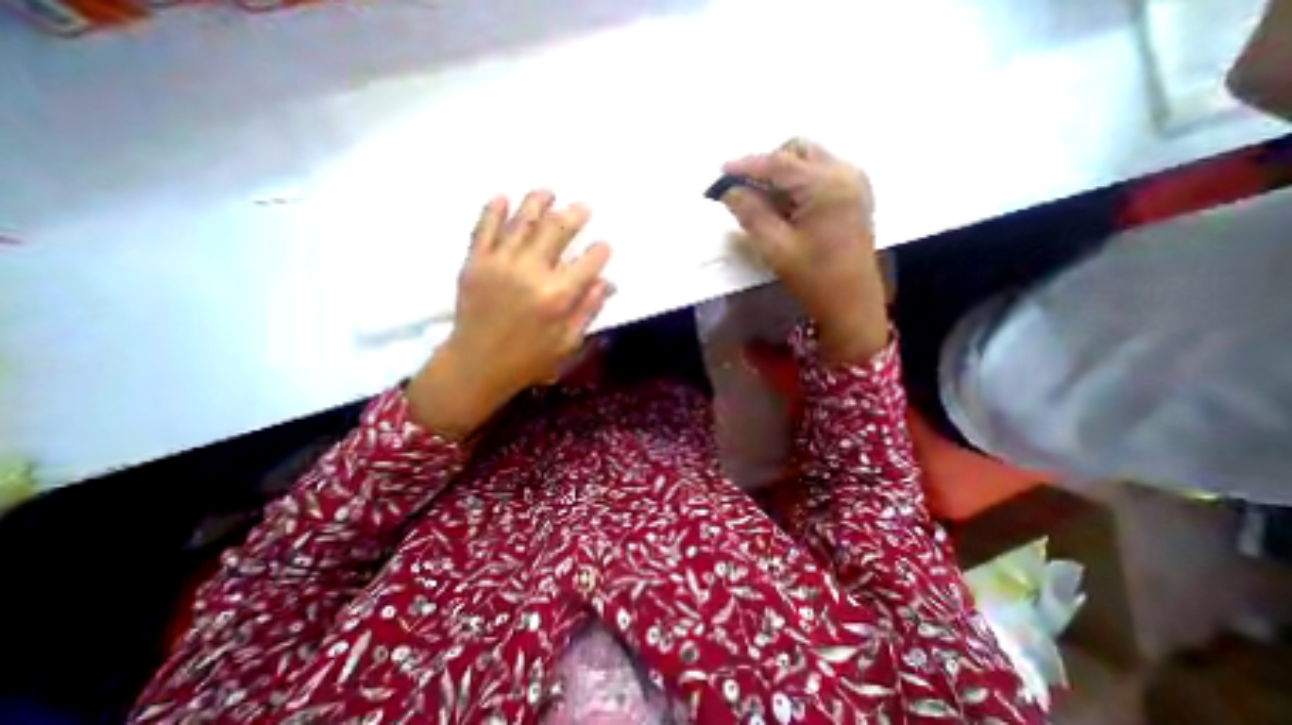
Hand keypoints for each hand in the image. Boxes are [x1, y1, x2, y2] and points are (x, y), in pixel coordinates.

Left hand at [411, 190, 616, 435]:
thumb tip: (607, 283)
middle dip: (575, 215)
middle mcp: (531, 272)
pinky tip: (503, 197)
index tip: (604, 246)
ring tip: (548, 193)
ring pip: (522, 221)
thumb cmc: (528, 360)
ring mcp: (500, 263)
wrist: (477, 366)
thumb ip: (588, 310)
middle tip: (583, 207)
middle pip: (557, 231)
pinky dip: (493, 210)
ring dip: (538, 202)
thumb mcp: (568, 343)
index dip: (600, 251)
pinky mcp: (475, 263)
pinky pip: (484, 228)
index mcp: (558, 296)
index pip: (588, 262)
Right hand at [716, 139, 888, 361]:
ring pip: (809, 161)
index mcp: (826, 185)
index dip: (747, 165)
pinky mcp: (854, 195)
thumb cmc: (814, 278)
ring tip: (764, 204)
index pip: (780, 163)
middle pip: (798, 151)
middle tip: (746, 192)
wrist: (852, 302)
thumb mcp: (776, 248)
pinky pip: (820, 174)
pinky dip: (798, 183)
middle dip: (768, 165)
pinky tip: (786, 208)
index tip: (720, 171)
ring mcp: (854, 182)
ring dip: (782, 175)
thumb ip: (750, 214)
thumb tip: (729, 191)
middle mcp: (845, 173)